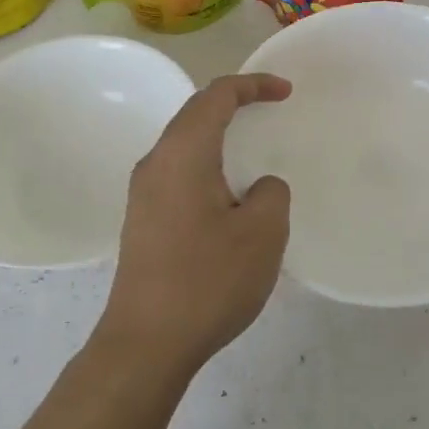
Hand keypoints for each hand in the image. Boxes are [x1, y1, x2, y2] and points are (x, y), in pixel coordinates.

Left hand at [97, 73, 293, 377]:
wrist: (146, 343)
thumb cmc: (208, 281)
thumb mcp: (262, 234)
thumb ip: (271, 194)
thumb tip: (259, 188)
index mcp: (183, 154)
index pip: (216, 96)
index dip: (252, 85)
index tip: (285, 92)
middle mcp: (155, 163)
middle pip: (195, 114)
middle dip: (233, 104)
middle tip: (269, 108)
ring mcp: (143, 194)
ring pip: (185, 145)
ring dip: (218, 137)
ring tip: (252, 150)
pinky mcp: (142, 220)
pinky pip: (179, 174)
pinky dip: (208, 166)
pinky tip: (228, 195)